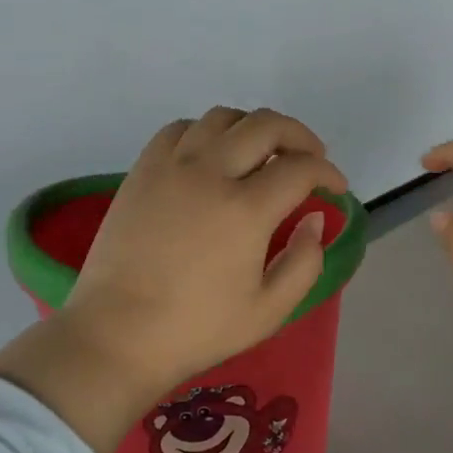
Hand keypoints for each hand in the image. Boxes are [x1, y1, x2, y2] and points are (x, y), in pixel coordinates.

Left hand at [0, 108, 345, 452]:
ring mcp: (171, 166)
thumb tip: (314, 219)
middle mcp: (210, 173)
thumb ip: (304, 262)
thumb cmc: (196, 329)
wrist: (117, 334)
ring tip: (263, 153)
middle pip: (266, 125)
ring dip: (253, 128)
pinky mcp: (142, 170)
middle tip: (310, 159)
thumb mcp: (268, 311)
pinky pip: (180, 128)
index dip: (328, 173)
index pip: (300, 168)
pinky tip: (212, 156)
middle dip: (300, 136)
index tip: (335, 188)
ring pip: (222, 118)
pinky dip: (207, 132)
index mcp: (245, 209)